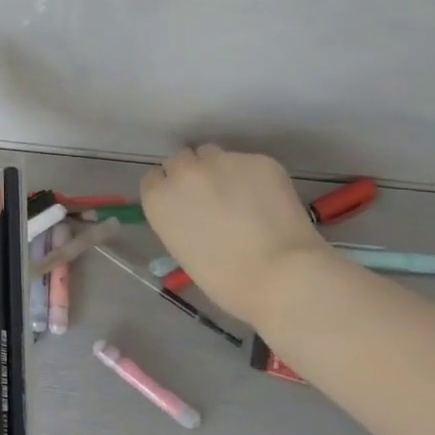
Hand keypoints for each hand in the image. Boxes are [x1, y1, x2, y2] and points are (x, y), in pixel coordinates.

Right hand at [140, 145, 330, 323]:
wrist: (281, 274)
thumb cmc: (225, 280)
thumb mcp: (182, 249)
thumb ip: (180, 219)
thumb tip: (196, 211)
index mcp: (159, 198)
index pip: (154, 178)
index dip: (170, 189)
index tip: (183, 203)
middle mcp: (184, 172)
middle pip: (181, 159)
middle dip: (192, 174)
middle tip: (212, 197)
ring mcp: (222, 161)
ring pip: (214, 155)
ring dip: (220, 170)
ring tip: (241, 195)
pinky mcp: (258, 160)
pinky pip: (248, 163)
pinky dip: (254, 177)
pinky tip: (268, 201)